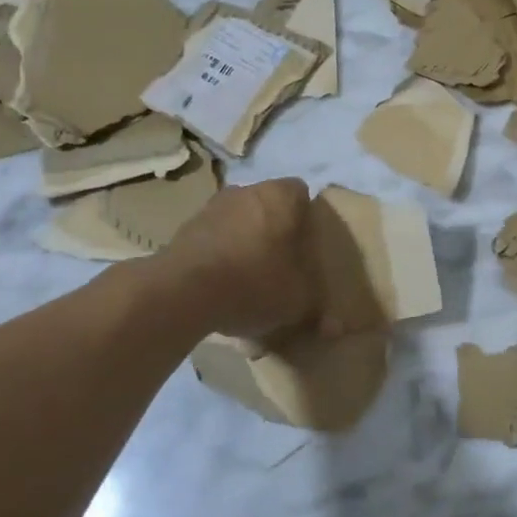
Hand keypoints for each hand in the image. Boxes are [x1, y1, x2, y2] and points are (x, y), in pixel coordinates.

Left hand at [158, 178, 321, 340]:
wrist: (182, 293)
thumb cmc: (254, 282)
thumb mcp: (299, 300)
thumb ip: (316, 303)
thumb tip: (333, 326)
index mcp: (281, 196)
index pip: (302, 194)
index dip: (307, 220)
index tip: (307, 247)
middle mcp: (246, 190)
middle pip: (269, 206)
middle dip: (275, 231)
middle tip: (282, 265)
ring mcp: (211, 207)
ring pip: (239, 221)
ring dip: (245, 243)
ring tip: (248, 280)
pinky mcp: (185, 229)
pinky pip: (215, 239)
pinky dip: (220, 256)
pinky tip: (222, 287)